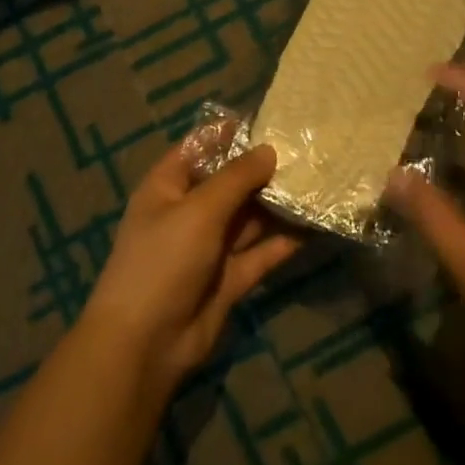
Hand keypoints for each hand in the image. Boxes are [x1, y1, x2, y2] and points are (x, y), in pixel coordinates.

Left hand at [82, 140, 300, 397]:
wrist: (146, 343)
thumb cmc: (163, 260)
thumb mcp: (198, 210)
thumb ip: (235, 179)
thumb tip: (268, 150)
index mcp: (168, 187)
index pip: (199, 148)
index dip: (229, 133)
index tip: (270, 121)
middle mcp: (189, 212)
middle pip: (229, 183)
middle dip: (263, 170)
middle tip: (308, 152)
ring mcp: (209, 247)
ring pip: (248, 218)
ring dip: (278, 204)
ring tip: (319, 182)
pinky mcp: (229, 278)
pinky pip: (260, 253)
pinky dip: (283, 241)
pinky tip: (315, 226)